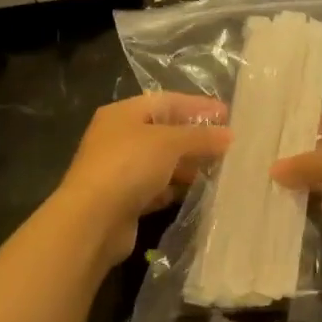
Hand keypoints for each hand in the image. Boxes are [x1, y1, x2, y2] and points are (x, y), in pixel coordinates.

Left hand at [55, 92, 231, 266]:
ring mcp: (119, 170)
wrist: (92, 220)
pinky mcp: (124, 200)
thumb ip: (200, 137)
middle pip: (164, 132)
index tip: (227, 115)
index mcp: (123, 113)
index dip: (197, 106)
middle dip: (195, 137)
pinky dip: (175, 188)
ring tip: (219, 169)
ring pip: (161, 162)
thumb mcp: (169, 142)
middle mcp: (118, 137)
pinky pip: (157, 188)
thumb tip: (228, 135)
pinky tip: (197, 192)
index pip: (166, 101)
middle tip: (228, 145)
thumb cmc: (129, 166)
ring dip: (188, 165)